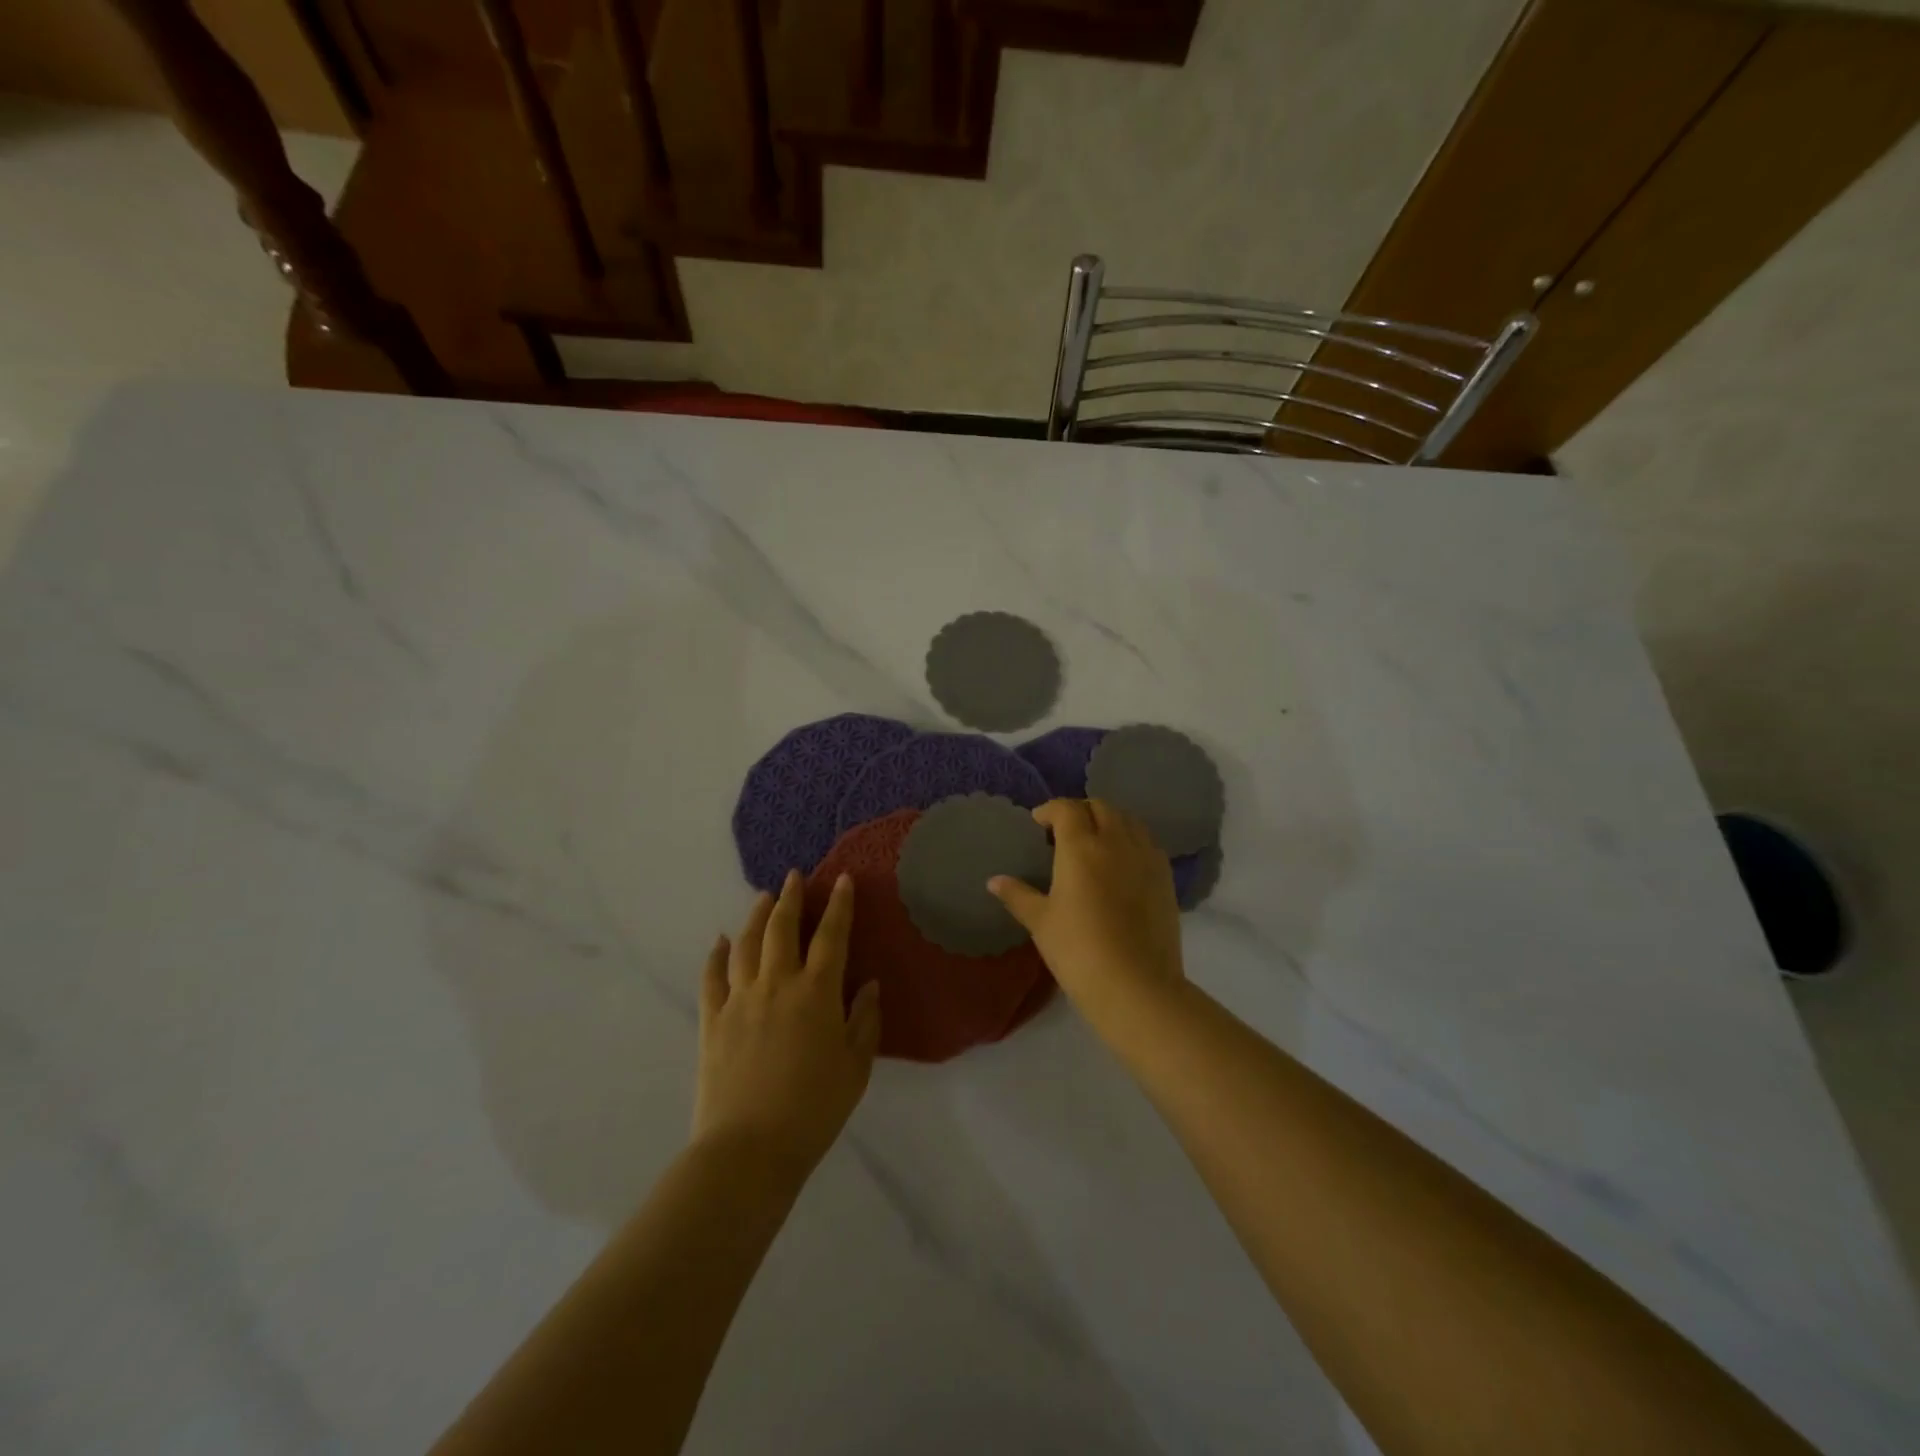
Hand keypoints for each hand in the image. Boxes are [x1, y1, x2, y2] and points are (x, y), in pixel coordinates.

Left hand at [694, 871, 881, 1175]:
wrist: (748, 1150)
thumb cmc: (814, 1110)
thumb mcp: (856, 1068)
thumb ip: (865, 1021)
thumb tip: (870, 984)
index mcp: (817, 994)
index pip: (832, 936)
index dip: (839, 905)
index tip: (843, 879)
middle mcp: (777, 985)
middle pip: (783, 929)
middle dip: (791, 898)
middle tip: (795, 877)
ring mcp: (740, 1000)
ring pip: (747, 944)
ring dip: (757, 916)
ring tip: (764, 898)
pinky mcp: (712, 1020)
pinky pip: (712, 977)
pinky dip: (717, 954)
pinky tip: (721, 941)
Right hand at [987, 799, 1184, 1023]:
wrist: (1136, 985)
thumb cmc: (1078, 950)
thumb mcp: (1041, 922)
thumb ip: (1018, 895)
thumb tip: (994, 881)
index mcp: (1081, 847)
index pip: (1067, 809)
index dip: (1050, 810)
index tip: (1038, 823)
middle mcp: (1116, 842)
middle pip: (1101, 807)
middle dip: (1080, 811)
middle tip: (1065, 832)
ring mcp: (1146, 857)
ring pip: (1128, 820)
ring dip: (1109, 821)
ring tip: (1095, 842)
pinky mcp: (1166, 877)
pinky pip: (1147, 842)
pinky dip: (1131, 840)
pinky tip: (1122, 864)